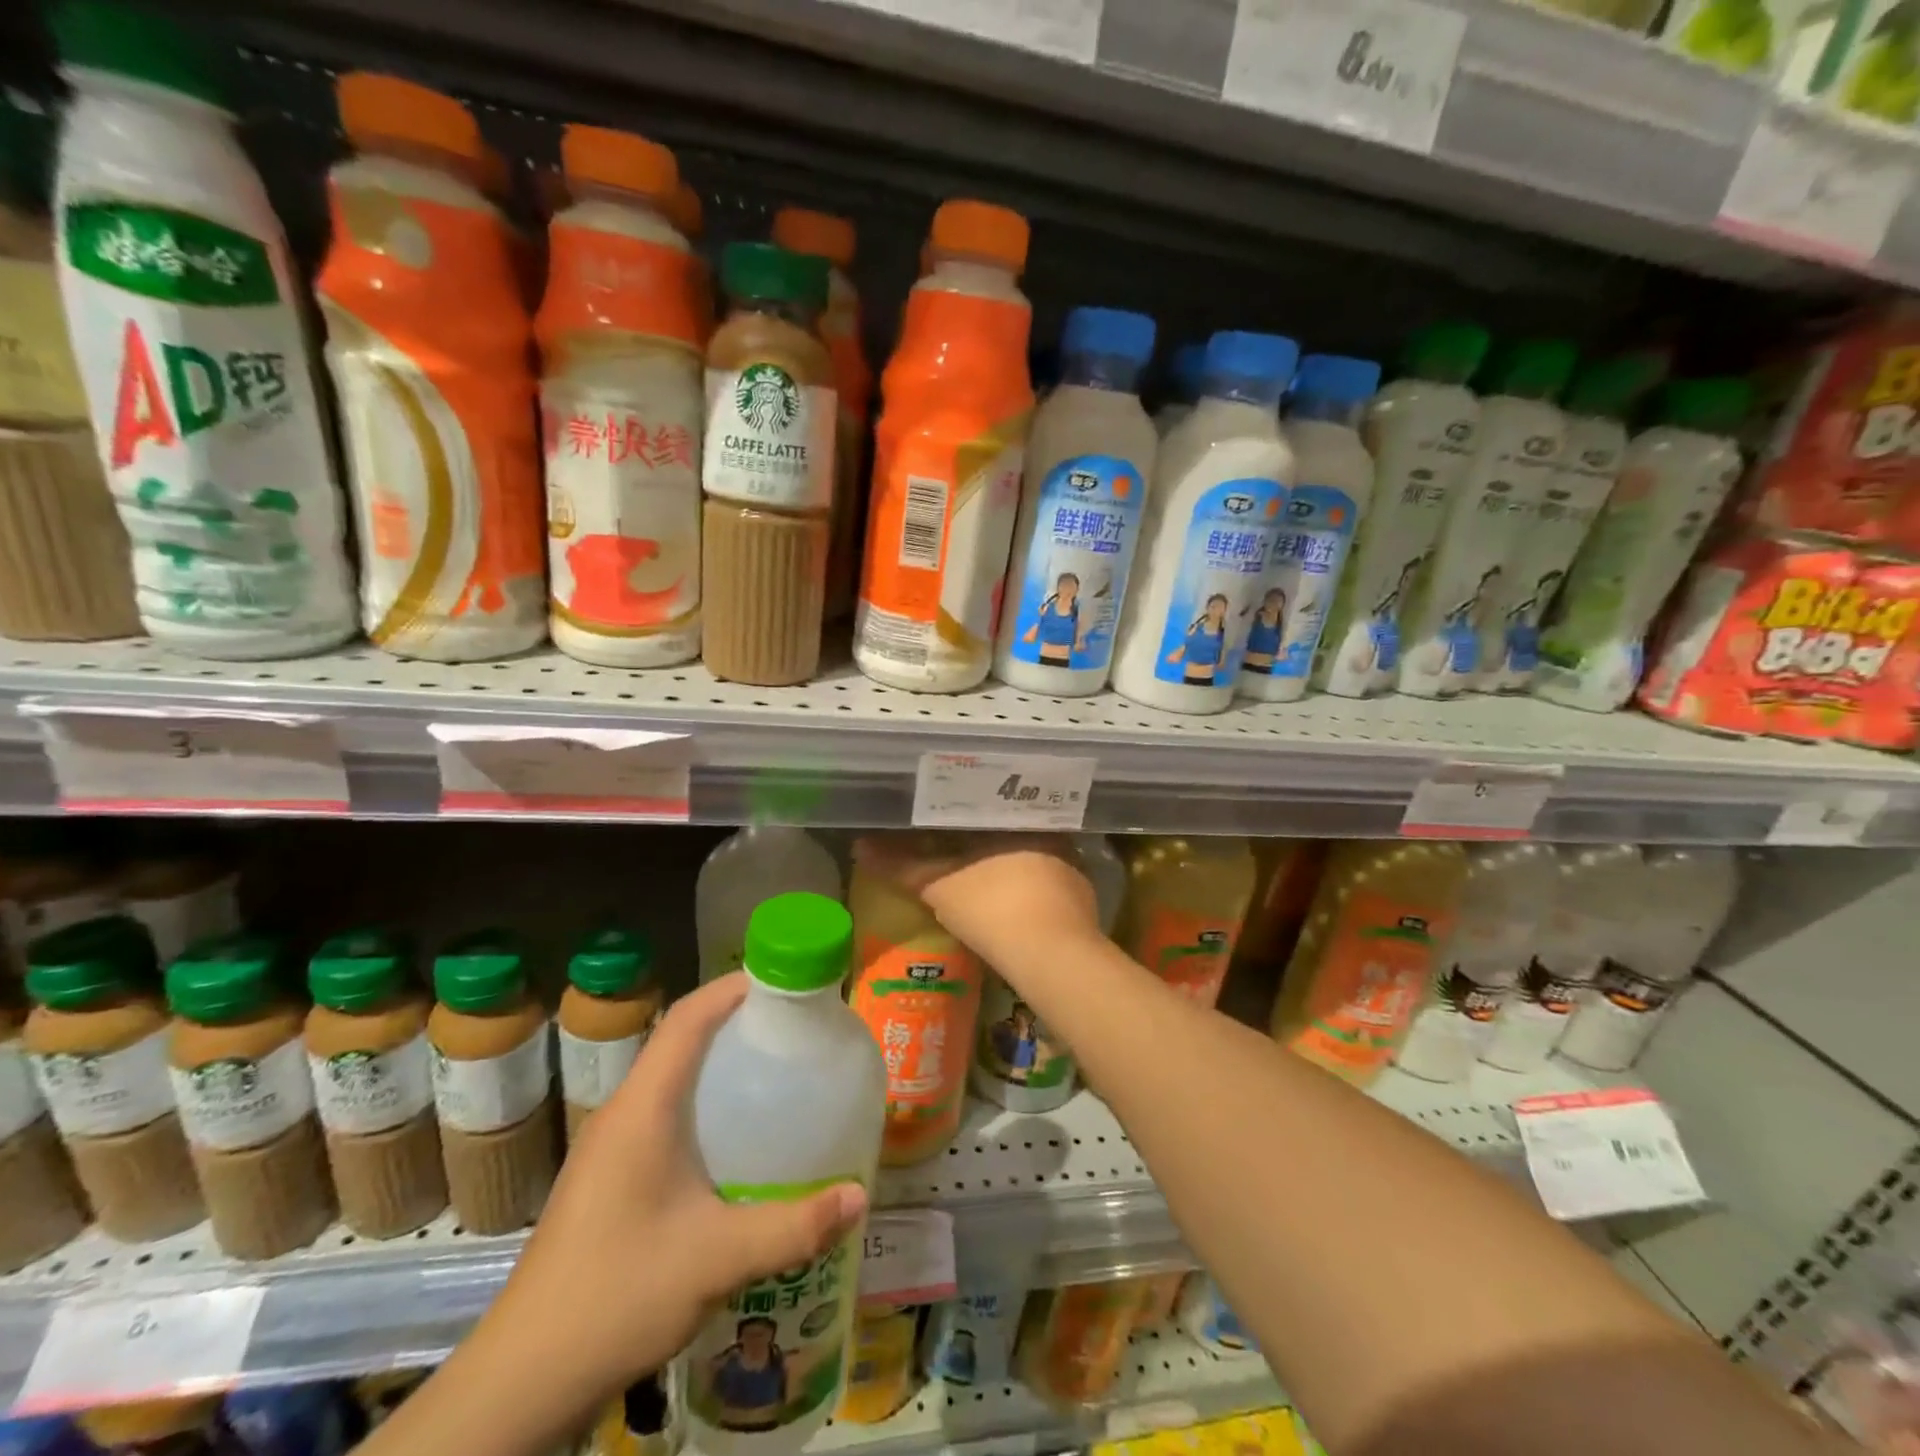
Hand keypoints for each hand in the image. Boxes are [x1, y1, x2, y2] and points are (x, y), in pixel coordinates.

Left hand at [485, 974, 867, 1401]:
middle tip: (794, 1030)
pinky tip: (736, 1142)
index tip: (784, 983)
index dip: (734, 987)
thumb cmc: (617, 1294)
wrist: (522, 1381)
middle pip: (681, 1040)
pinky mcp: (608, 1178)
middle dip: (737, 1022)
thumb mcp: (717, 1258)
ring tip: (776, 1074)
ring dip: (719, 1064)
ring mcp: (610, 1146)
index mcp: (642, 1107)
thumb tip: (860, 1196)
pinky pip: (663, 1114)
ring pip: (671, 1078)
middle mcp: (623, 1113)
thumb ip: (794, 1226)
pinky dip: (703, 1103)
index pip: (688, 1018)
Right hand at [854, 833, 1101, 965]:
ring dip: (1010, 862)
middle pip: (1011, 828)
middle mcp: (1052, 833)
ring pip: (1033, 855)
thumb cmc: (993, 908)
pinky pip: (1049, 883)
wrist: (1053, 958)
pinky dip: (1030, 888)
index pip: (988, 804)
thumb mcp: (939, 886)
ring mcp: (1073, 867)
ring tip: (981, 870)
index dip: (963, 811)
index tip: (943, 815)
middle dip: (986, 836)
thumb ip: (901, 865)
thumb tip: (859, 846)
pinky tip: (1014, 902)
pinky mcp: (1083, 898)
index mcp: (1019, 818)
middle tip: (956, 843)